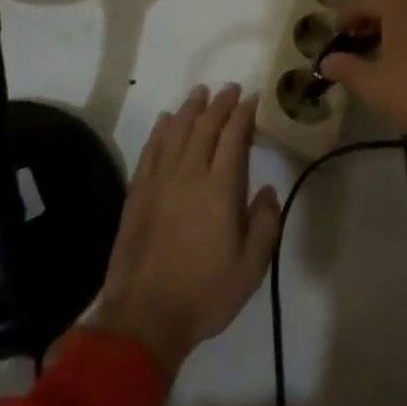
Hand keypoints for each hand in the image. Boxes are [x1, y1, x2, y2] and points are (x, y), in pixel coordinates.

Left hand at [93, 84, 280, 376]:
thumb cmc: (205, 293)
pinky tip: (165, 120)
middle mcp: (189, 173)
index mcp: (220, 188)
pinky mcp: (138, 192)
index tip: (253, 99)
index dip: (244, 113)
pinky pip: (151, 149)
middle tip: (231, 89)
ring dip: (190, 108)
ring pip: (176, 130)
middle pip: (205, 125)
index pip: (234, 136)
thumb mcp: (251, 268)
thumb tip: (268, 190)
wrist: (145, 316)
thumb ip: (266, 224)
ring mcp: (159, 180)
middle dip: (220, 103)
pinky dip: (160, 130)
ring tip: (201, 93)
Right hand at [321, 0, 406, 211]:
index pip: (359, 1)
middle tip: (362, 47)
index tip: (336, 39)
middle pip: (391, 0)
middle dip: (374, 21)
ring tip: (396, 55)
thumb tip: (326, 61)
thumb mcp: (376, 87)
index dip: (343, 20)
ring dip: (405, 26)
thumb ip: (347, 69)